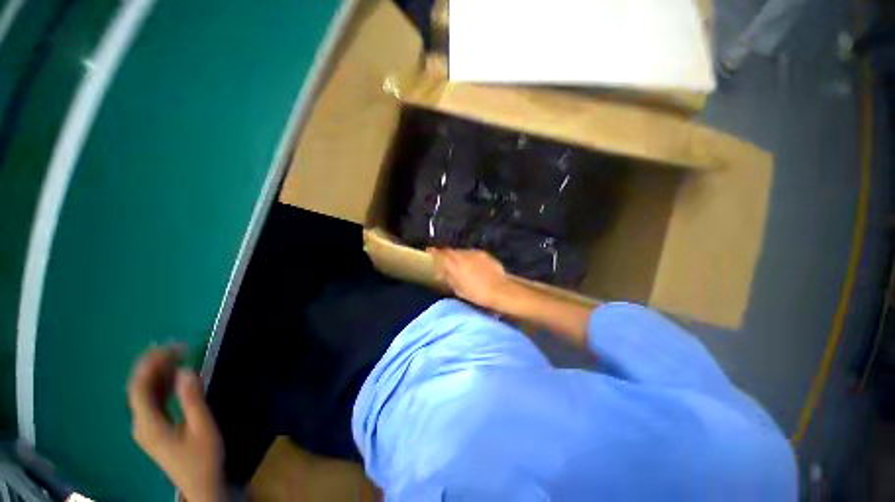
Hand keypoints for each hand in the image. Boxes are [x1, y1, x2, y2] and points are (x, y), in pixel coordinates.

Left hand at [127, 346, 225, 501]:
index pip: (139, 387)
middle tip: (177, 347)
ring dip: (158, 372)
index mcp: (148, 424)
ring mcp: (145, 426)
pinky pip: (152, 400)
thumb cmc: (202, 457)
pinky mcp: (153, 428)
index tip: (173, 347)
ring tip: (178, 355)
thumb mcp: (202, 427)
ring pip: (144, 393)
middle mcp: (140, 423)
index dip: (151, 364)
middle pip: (138, 387)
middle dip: (154, 364)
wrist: (200, 484)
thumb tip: (186, 370)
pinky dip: (161, 384)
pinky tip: (174, 376)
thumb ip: (192, 399)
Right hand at [428, 248, 514, 308]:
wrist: (500, 290)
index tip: (429, 250)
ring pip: (462, 252)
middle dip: (447, 255)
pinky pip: (472, 254)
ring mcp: (475, 253)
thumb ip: (449, 278)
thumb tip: (442, 272)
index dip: (434, 252)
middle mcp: (464, 255)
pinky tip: (472, 265)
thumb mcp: (458, 289)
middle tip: (445, 262)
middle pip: (451, 251)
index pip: (441, 254)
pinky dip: (468, 258)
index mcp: (455, 264)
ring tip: (459, 265)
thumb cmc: (477, 294)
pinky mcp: (484, 254)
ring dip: (458, 256)